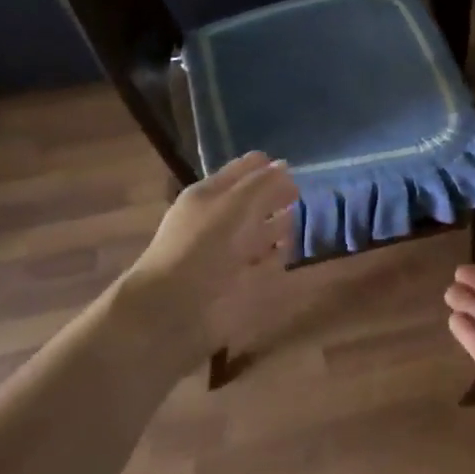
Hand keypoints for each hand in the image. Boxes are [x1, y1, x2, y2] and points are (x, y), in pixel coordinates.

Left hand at [124, 153, 298, 351]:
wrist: (173, 308)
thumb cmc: (204, 247)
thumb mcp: (236, 204)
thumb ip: (263, 183)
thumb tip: (285, 165)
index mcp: (210, 194)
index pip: (244, 169)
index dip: (269, 168)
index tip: (295, 172)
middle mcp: (217, 219)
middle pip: (252, 201)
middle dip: (275, 197)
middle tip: (301, 197)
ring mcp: (225, 251)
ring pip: (256, 232)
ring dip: (276, 227)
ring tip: (297, 224)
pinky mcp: (234, 281)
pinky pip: (260, 262)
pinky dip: (273, 258)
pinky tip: (286, 254)